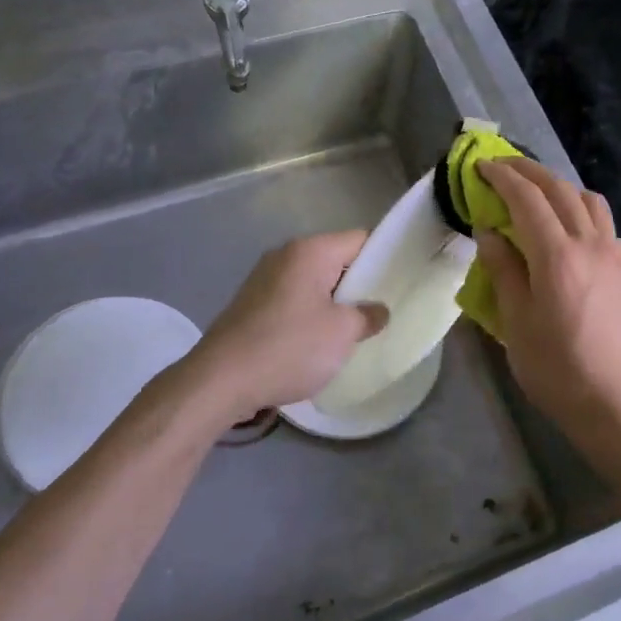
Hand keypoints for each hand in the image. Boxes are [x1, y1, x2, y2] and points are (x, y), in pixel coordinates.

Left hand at [184, 231, 387, 423]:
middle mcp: (285, 255)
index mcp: (310, 251)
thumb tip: (377, 310)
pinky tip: (317, 342)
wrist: (220, 380)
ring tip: (353, 330)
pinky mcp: (251, 303)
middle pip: (336, 260)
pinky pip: (293, 300)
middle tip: (381, 311)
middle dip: (359, 285)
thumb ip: (368, 315)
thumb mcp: (342, 333)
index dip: (384, 258)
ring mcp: (264, 278)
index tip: (400, 283)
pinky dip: (309, 314)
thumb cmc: (289, 347)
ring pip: (314, 282)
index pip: (360, 240)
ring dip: (333, 303)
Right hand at [475, 159, 620, 435]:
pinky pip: (602, 222)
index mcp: (557, 256)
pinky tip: (566, 227)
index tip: (481, 166)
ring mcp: (612, 255)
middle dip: (528, 171)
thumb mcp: (516, 323)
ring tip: (534, 192)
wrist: (616, 403)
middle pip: (559, 189)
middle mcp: (589, 244)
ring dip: (558, 185)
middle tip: (501, 166)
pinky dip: (579, 208)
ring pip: (587, 199)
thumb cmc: (556, 369)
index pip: (527, 198)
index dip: (502, 177)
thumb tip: (489, 231)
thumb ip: (503, 270)